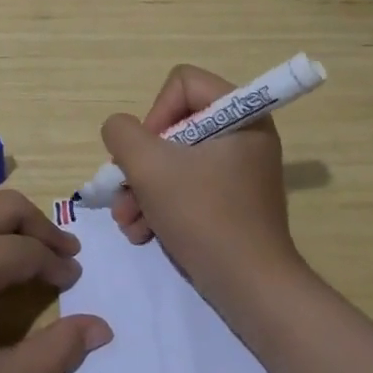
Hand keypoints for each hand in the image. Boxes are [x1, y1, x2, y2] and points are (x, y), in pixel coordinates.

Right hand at [102, 64, 304, 310]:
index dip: (155, 114)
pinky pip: (188, 186)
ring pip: (175, 160)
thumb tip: (120, 131)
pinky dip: (161, 205)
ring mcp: (239, 170)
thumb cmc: (204, 215)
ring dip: (142, 189)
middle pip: (174, 125)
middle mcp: (244, 135)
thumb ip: (122, 133)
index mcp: (241, 114)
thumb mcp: (149, 166)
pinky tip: (143, 233)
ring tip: (128, 222)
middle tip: (124, 192)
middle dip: (140, 163)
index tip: (146, 154)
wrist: (251, 288)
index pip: (182, 83)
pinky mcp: (232, 200)